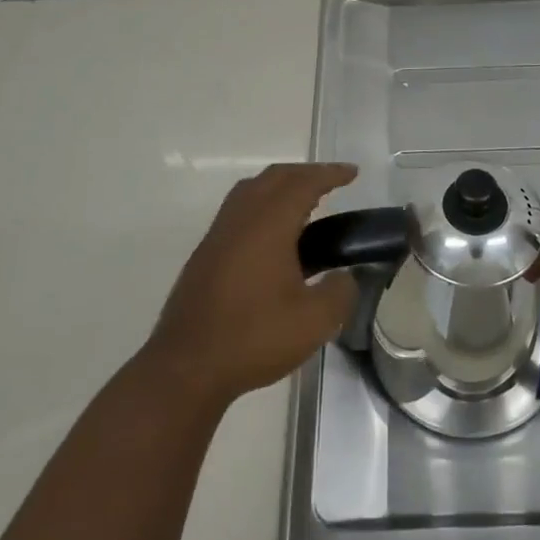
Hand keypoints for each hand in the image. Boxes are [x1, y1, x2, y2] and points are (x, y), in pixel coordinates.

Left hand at [145, 163, 359, 411]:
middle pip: (274, 177)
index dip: (330, 174)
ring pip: (251, 191)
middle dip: (305, 173)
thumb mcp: (314, 321)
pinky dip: (263, 205)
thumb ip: (340, 292)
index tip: (353, 173)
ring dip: (280, 186)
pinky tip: (274, 236)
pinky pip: (238, 211)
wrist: (187, 367)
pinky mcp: (205, 255)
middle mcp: (241, 219)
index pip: (303, 183)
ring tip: (305, 203)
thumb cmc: (254, 338)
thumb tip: (345, 277)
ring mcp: (218, 235)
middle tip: (332, 183)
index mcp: (268, 224)